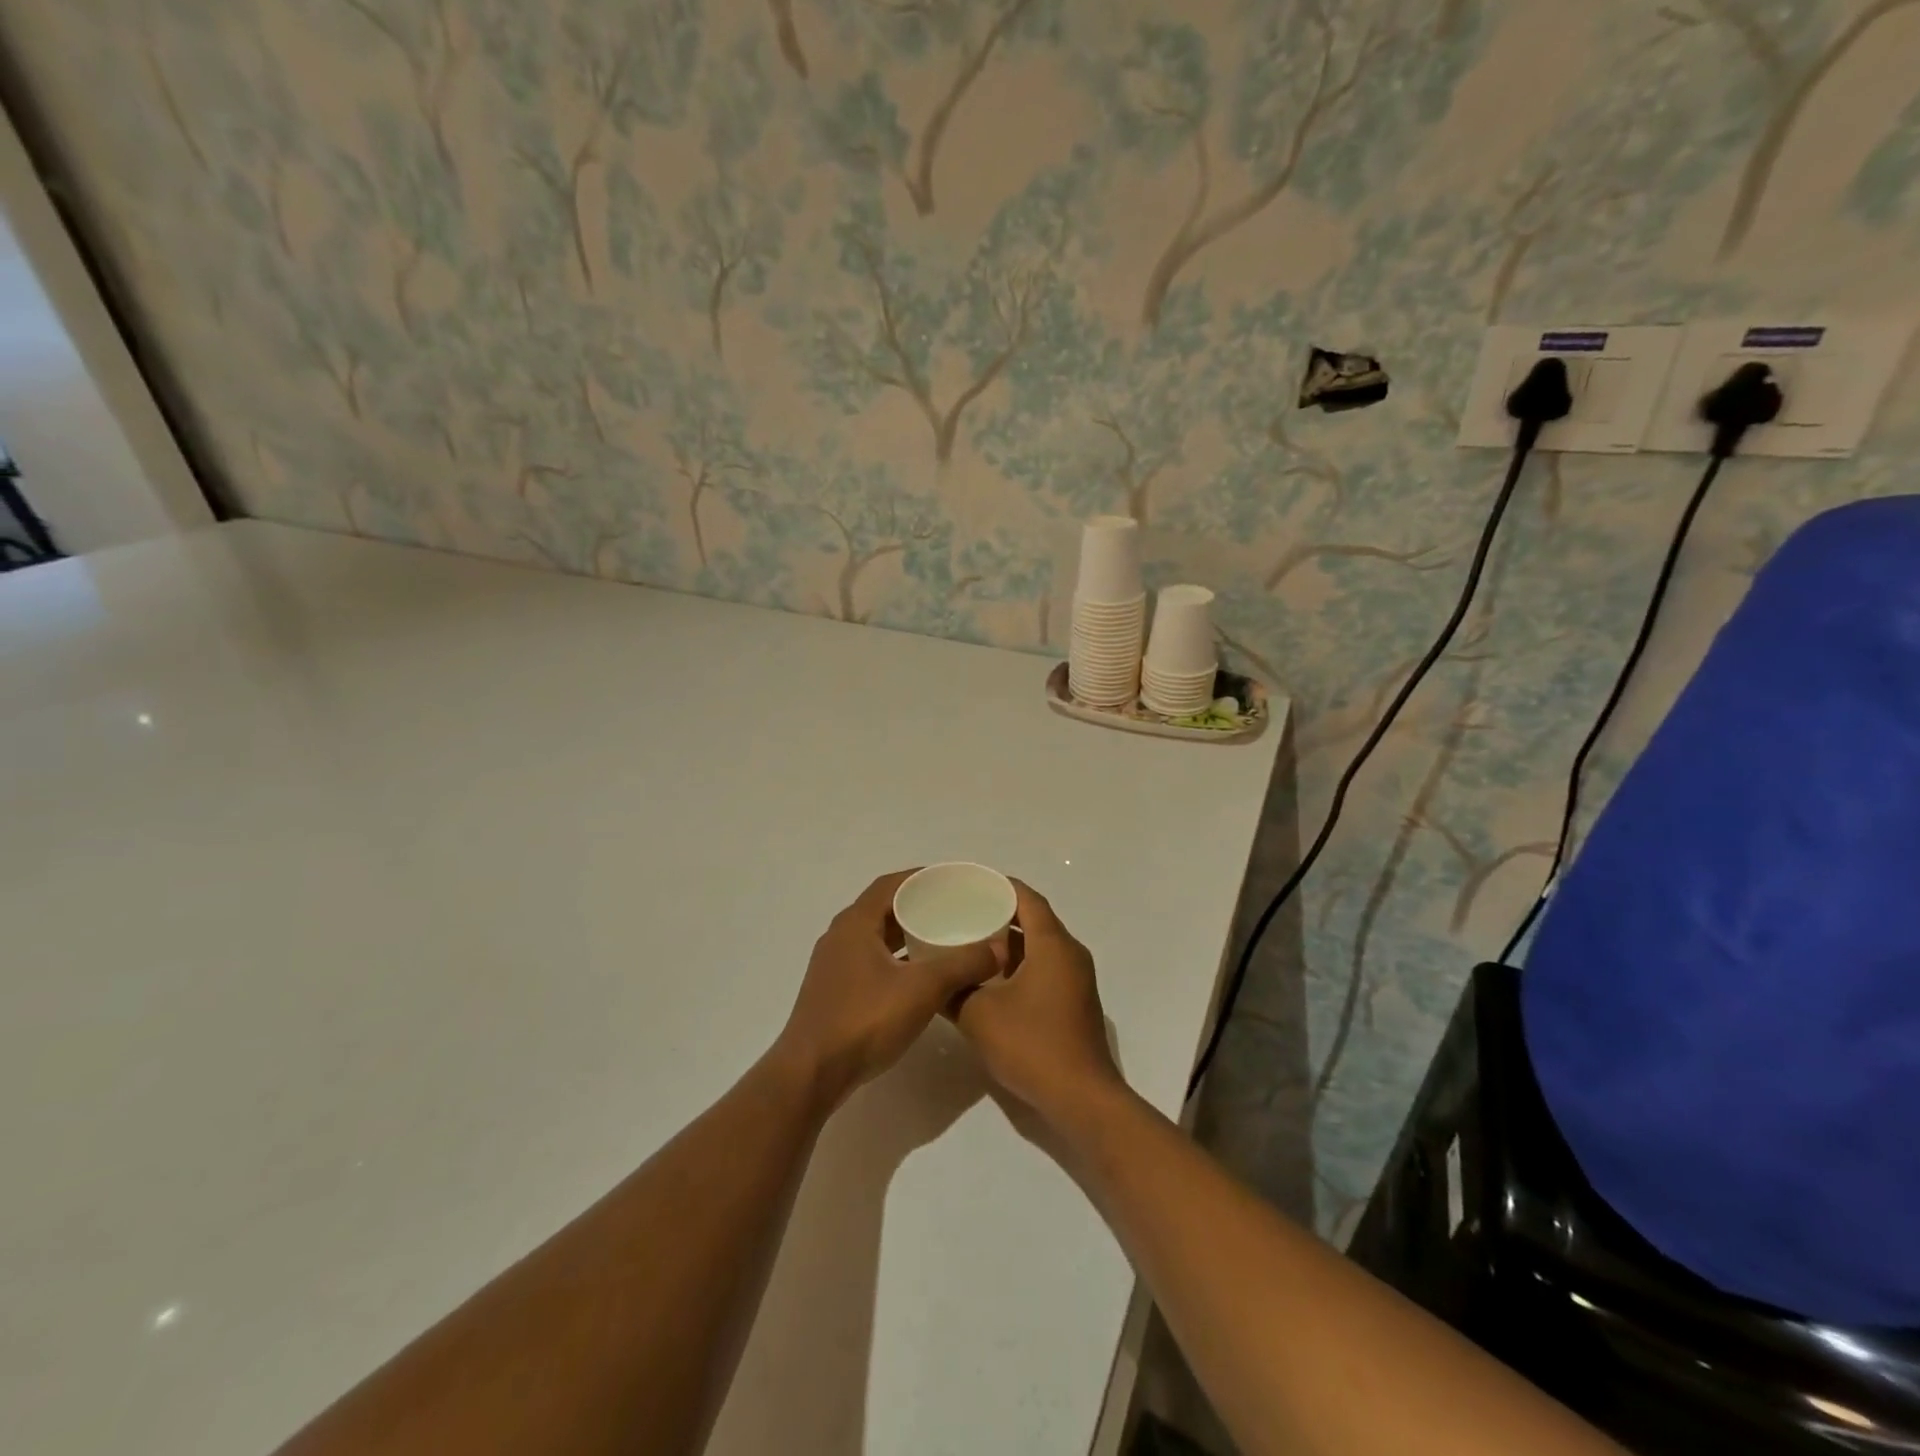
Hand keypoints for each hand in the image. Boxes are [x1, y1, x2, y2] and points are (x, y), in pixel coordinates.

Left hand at [774, 871, 1003, 1110]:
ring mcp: (834, 967)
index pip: (889, 885)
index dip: (920, 878)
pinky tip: (919, 976)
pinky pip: (871, 961)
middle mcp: (840, 937)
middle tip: (954, 909)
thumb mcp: (922, 989)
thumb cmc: (864, 1021)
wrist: (811, 1075)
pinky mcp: (835, 993)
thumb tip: (999, 947)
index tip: (951, 881)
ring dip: (906, 935)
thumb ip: (963, 965)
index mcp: (855, 924)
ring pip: (876, 938)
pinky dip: (896, 959)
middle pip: (882, 909)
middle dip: (917, 906)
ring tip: (943, 939)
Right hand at [952, 880, 1125, 1127]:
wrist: (1081, 1099)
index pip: (1027, 898)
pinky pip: (1045, 968)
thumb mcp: (979, 1015)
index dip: (999, 886)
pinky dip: (1019, 965)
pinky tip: (990, 979)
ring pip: (1039, 946)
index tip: (969, 884)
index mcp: (1053, 945)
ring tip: (969, 942)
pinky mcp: (1074, 1002)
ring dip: (1009, 943)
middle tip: (962, 912)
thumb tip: (933, 977)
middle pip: (1034, 919)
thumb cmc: (1032, 1045)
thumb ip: (952, 990)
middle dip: (999, 913)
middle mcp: (1070, 954)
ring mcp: (1076, 980)